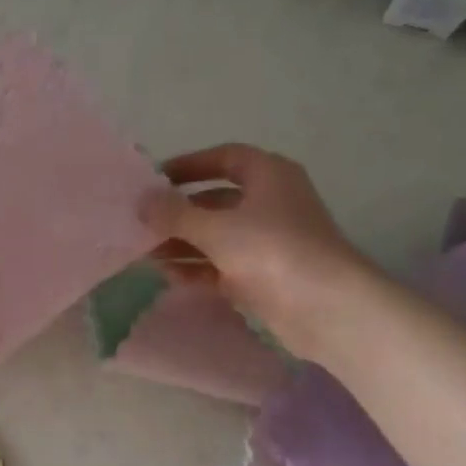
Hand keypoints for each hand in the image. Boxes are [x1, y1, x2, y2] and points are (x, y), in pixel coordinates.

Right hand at [140, 143, 376, 358]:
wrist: (325, 308)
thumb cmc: (271, 250)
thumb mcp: (215, 227)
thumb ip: (174, 214)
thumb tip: (141, 201)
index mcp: (268, 176)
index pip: (225, 158)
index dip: (190, 165)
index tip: (155, 180)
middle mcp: (270, 203)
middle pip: (216, 201)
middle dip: (178, 213)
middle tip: (141, 224)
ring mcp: (268, 242)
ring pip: (217, 236)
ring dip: (183, 244)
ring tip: (144, 254)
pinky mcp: (264, 276)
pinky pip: (222, 266)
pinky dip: (197, 269)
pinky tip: (168, 276)